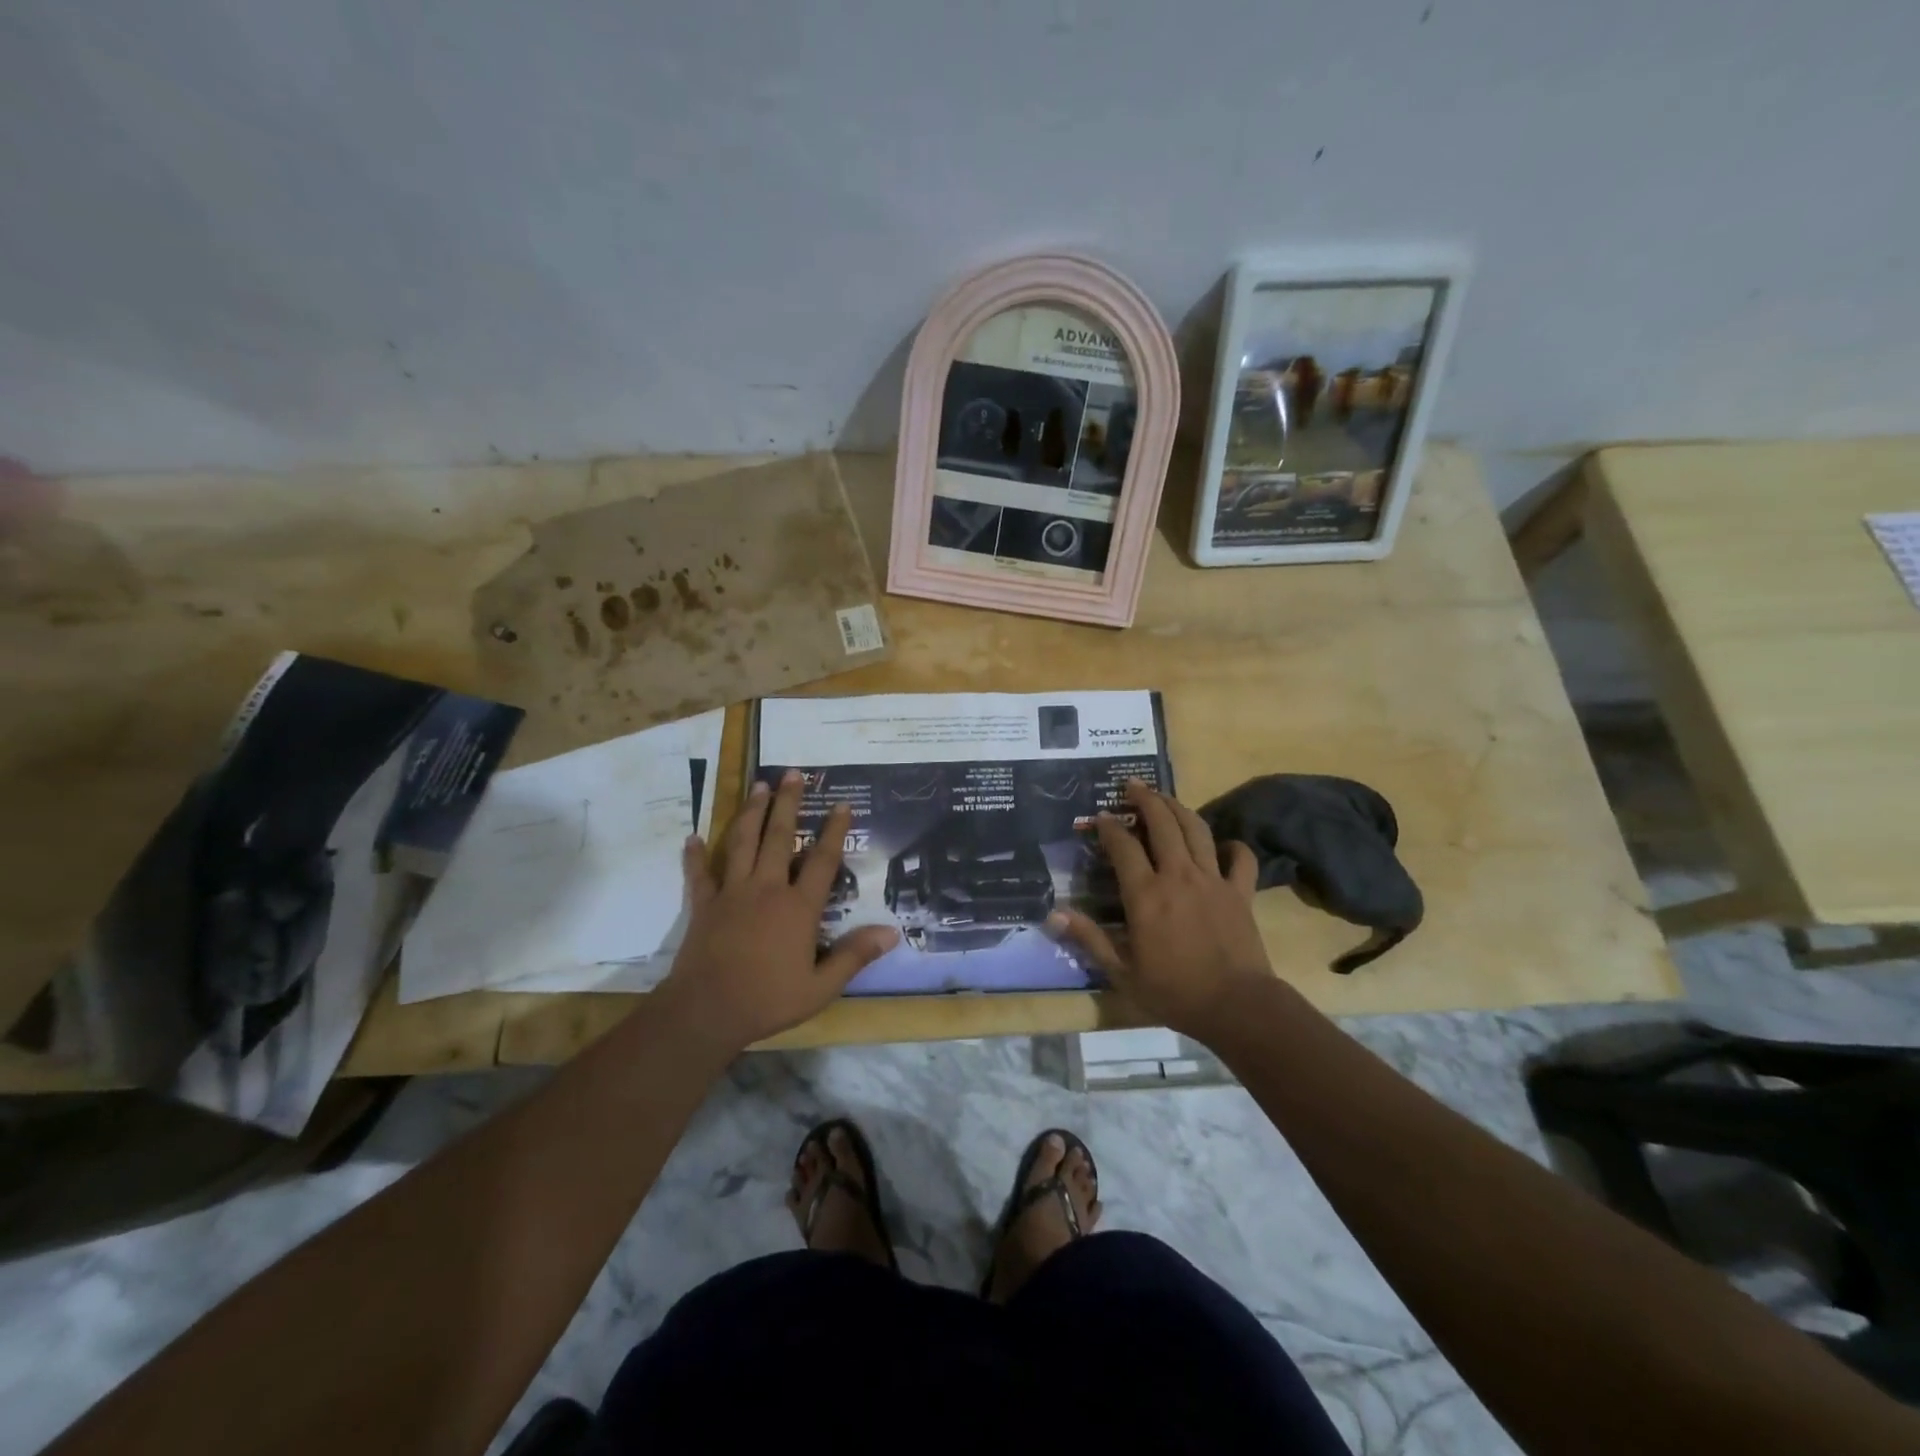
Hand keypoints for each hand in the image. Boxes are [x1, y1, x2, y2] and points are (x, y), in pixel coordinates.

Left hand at [659, 770, 897, 1052]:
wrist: (705, 1012)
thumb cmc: (768, 1000)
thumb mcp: (821, 987)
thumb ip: (854, 956)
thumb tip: (891, 932)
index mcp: (798, 907)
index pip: (822, 860)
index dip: (834, 831)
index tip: (842, 804)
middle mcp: (767, 889)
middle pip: (779, 837)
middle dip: (788, 803)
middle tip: (793, 773)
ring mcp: (732, 893)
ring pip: (742, 843)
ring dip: (751, 813)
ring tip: (759, 786)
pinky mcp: (705, 905)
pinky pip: (701, 874)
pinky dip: (697, 855)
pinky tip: (693, 837)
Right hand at [1048, 780, 1271, 1039]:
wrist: (1237, 1007)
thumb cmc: (1175, 992)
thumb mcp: (1122, 972)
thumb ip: (1089, 939)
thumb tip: (1054, 914)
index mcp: (1146, 894)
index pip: (1123, 846)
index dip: (1108, 827)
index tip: (1098, 816)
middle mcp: (1178, 876)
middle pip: (1162, 823)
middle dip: (1145, 799)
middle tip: (1132, 784)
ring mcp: (1213, 880)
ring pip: (1196, 829)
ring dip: (1179, 808)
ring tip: (1165, 798)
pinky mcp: (1240, 892)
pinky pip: (1240, 858)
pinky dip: (1232, 845)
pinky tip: (1222, 844)